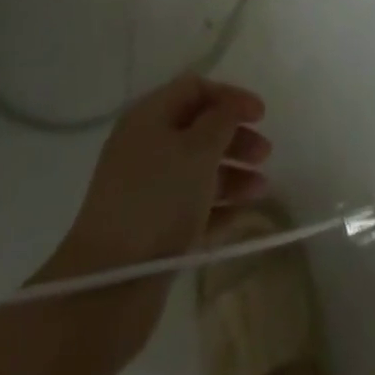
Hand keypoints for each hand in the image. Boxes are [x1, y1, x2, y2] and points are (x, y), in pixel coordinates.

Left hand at [39, 75, 270, 374]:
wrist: (109, 286)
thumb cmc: (157, 199)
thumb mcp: (198, 149)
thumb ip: (222, 120)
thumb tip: (229, 108)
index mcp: (149, 117)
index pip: (195, 88)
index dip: (230, 96)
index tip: (261, 115)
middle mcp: (146, 147)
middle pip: (199, 129)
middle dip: (235, 137)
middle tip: (265, 154)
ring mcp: (147, 190)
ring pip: (198, 169)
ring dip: (232, 173)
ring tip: (261, 188)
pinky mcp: (152, 229)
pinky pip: (192, 206)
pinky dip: (218, 206)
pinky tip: (243, 213)